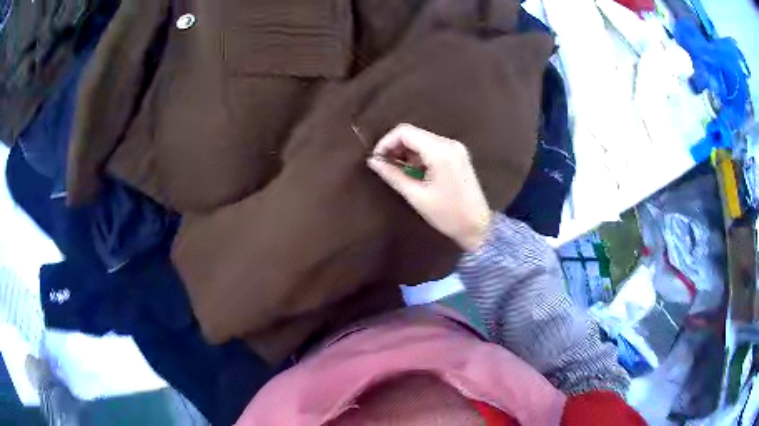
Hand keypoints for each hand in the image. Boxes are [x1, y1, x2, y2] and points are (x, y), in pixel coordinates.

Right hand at [367, 124, 491, 251]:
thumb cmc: (448, 215)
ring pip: (421, 139)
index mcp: (440, 151)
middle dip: (395, 147)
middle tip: (384, 167)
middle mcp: (449, 143)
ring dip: (406, 152)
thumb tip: (373, 161)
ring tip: (397, 172)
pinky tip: (413, 172)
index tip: (376, 160)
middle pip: (413, 133)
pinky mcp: (458, 154)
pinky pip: (432, 147)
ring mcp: (455, 148)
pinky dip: (418, 155)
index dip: (386, 142)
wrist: (478, 226)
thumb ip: (393, 175)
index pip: (405, 132)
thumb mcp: (417, 196)